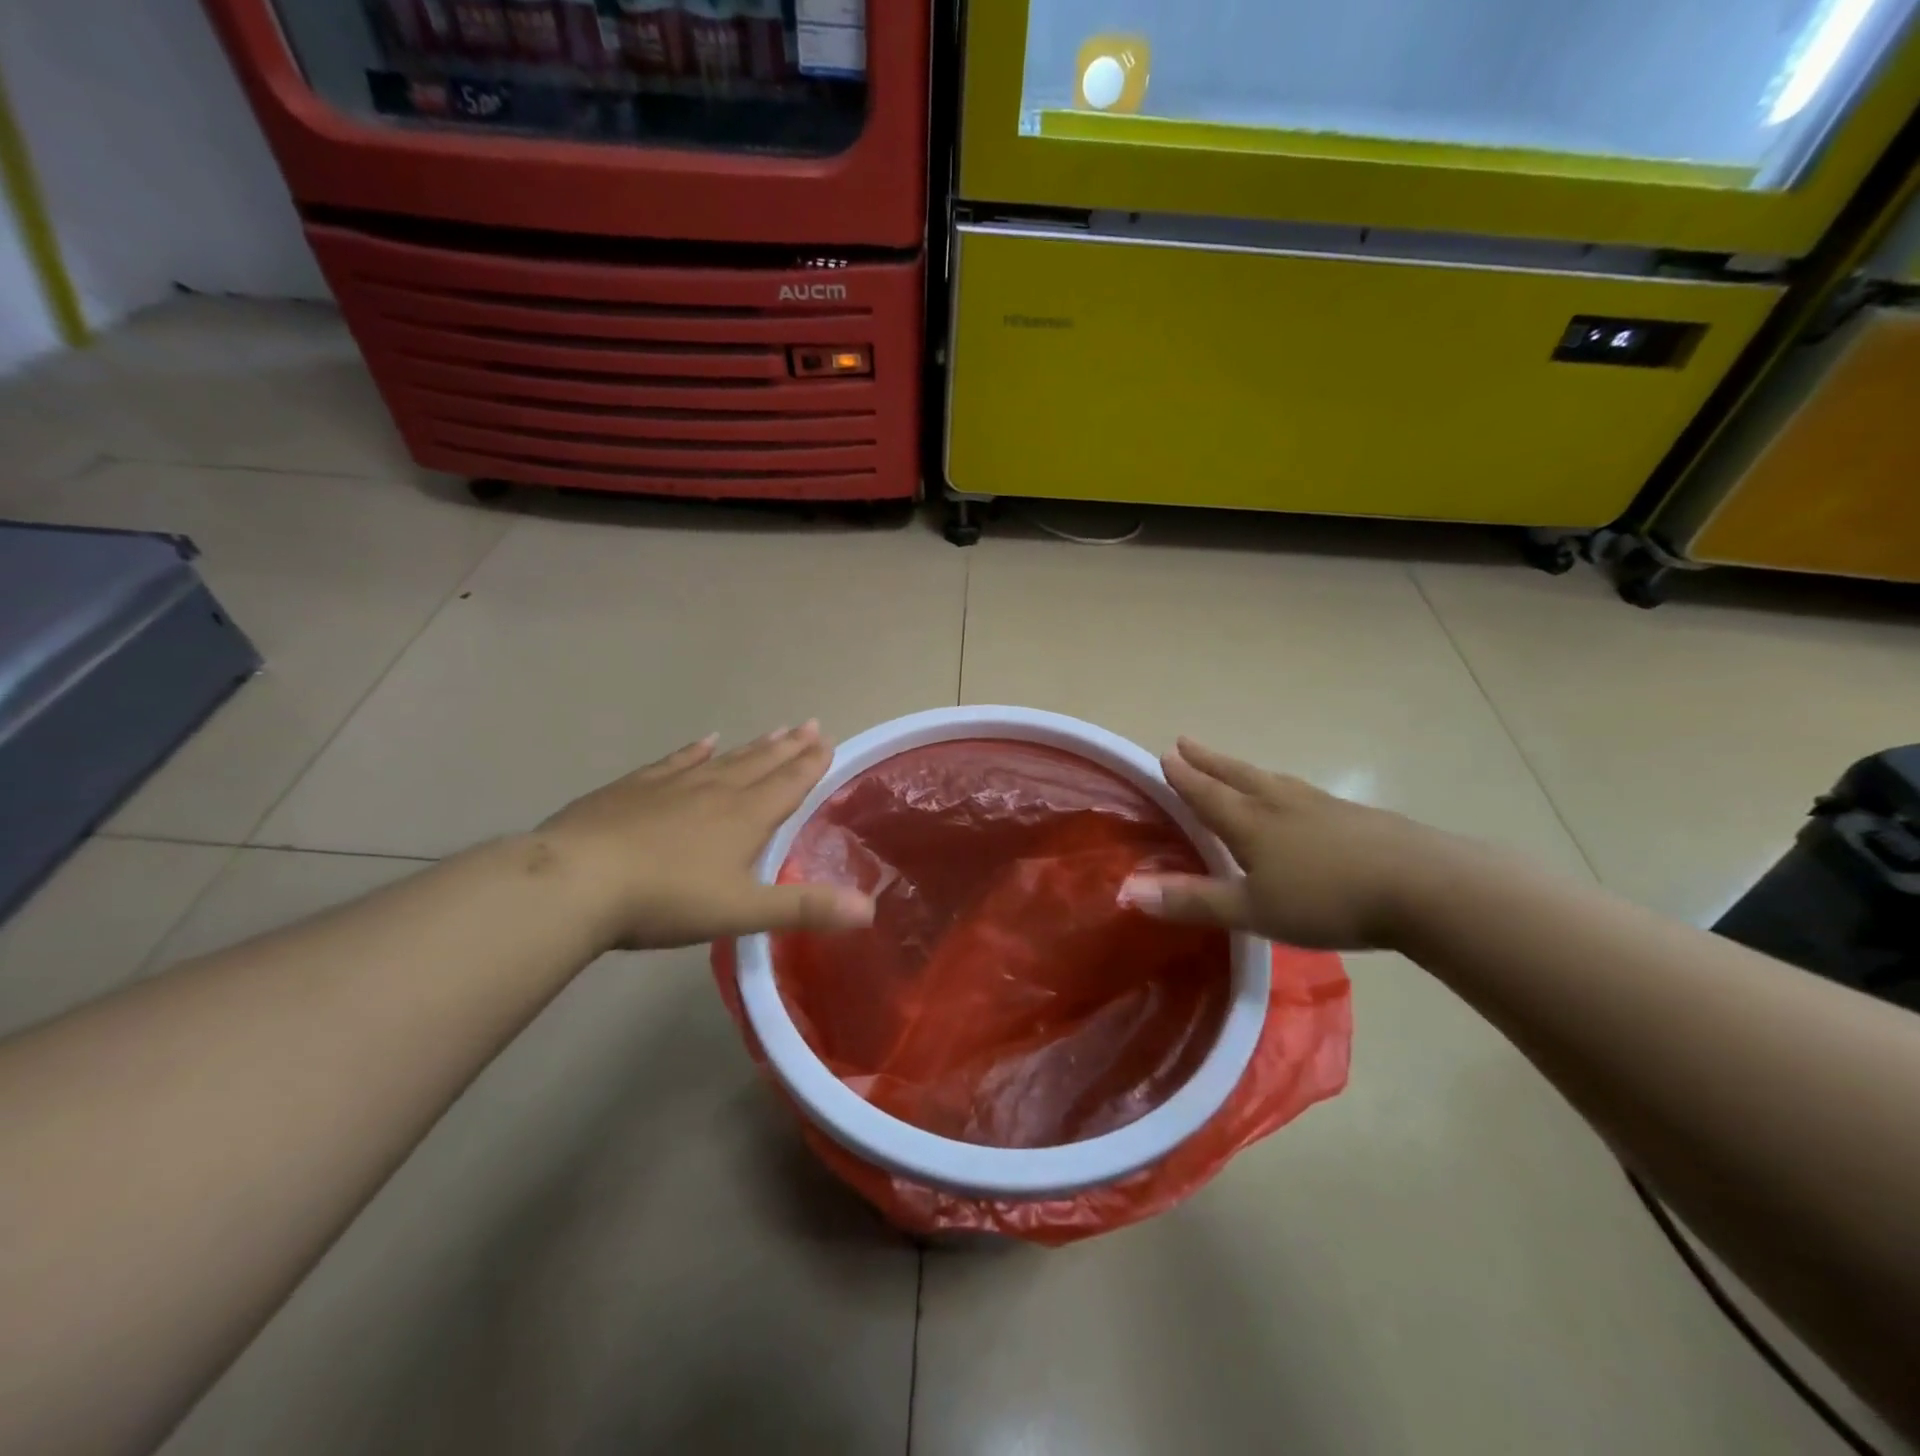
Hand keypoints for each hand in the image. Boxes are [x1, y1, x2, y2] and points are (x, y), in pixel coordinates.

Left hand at [535, 723, 874, 950]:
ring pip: (725, 759)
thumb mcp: (743, 912)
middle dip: (790, 747)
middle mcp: (716, 792)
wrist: (577, 881)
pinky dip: (695, 750)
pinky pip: (676, 761)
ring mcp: (673, 785)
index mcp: (745, 818)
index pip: (789, 784)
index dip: (811, 764)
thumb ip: (806, 909)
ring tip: (776, 729)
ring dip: (754, 746)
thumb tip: (870, 910)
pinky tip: (705, 741)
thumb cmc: (667, 899)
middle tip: (811, 724)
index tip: (828, 740)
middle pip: (761, 764)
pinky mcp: (634, 789)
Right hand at [1120, 739, 1442, 949]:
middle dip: (1209, 762)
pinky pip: (1304, 795)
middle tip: (1186, 741)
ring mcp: (1322, 807)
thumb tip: (1129, 890)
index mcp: (1250, 822)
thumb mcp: (1252, 910)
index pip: (1206, 794)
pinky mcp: (1356, 818)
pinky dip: (1284, 790)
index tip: (1165, 754)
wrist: (1423, 887)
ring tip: (1235, 767)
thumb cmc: (1327, 898)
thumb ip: (1193, 901)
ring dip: (1245, 772)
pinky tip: (1298, 802)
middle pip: (1237, 776)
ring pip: (1272, 781)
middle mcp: (1281, 804)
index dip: (1183, 777)